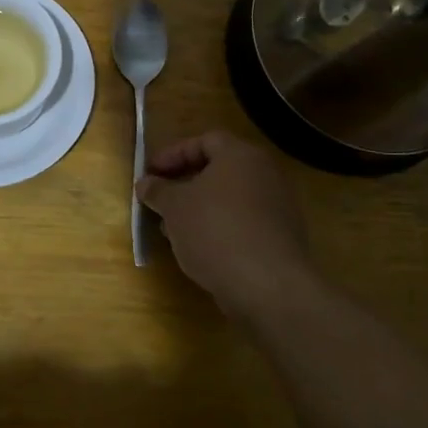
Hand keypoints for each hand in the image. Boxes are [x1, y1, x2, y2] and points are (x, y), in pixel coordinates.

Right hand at [137, 130, 314, 321]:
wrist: (268, 285)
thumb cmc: (215, 231)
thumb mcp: (174, 207)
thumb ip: (157, 190)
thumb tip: (146, 183)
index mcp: (240, 155)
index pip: (204, 141)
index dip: (173, 154)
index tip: (150, 173)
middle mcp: (265, 174)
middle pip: (218, 169)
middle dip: (184, 183)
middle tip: (159, 200)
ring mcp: (278, 207)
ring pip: (229, 199)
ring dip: (199, 209)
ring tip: (172, 229)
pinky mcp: (281, 238)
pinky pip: (243, 222)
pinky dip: (219, 228)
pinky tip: (199, 249)